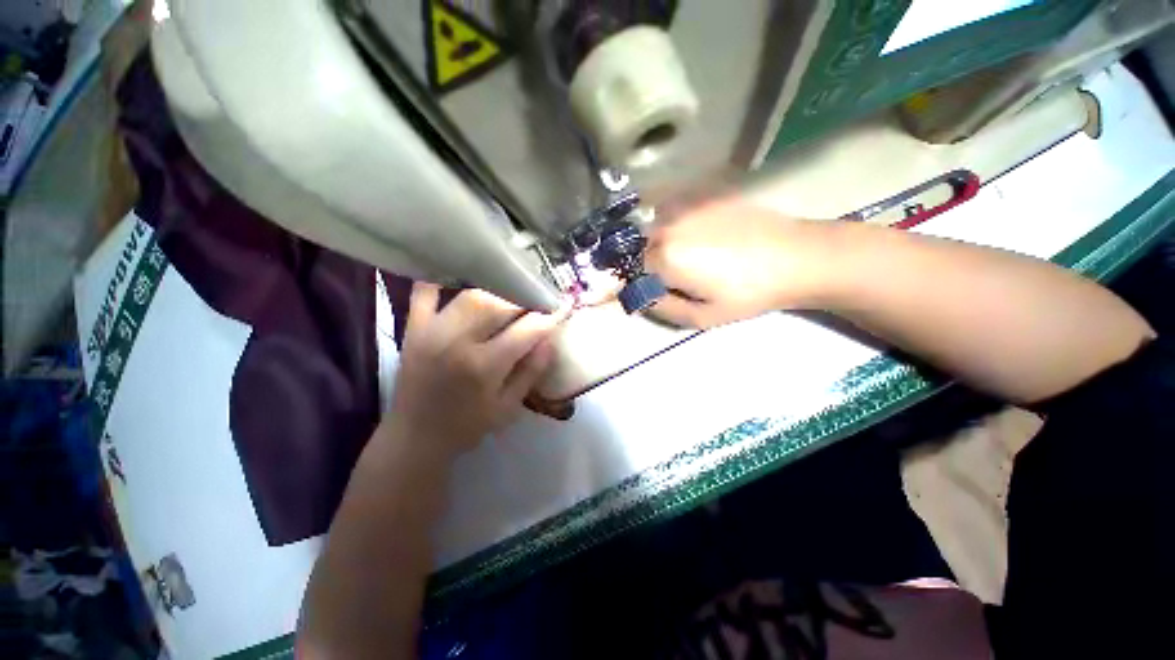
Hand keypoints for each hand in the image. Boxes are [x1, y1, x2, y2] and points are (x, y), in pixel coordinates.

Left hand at [387, 284, 569, 457]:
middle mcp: (457, 343)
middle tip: (537, 300)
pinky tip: (460, 275)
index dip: (549, 316)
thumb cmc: (467, 427)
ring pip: (470, 294)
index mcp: (483, 368)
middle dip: (524, 298)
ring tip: (511, 295)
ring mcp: (431, 332)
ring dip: (497, 290)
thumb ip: (531, 372)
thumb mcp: (508, 408)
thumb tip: (550, 339)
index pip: (526, 330)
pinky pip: (424, 293)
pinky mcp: (413, 329)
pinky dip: (441, 279)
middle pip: (498, 303)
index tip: (562, 308)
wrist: (414, 438)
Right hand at [645, 199, 831, 327]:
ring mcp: (688, 205)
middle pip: (642, 245)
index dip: (642, 282)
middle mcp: (669, 225)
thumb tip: (639, 297)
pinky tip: (700, 234)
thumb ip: (662, 308)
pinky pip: (677, 209)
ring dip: (662, 242)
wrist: (796, 257)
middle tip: (676, 276)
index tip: (658, 290)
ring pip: (658, 226)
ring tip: (690, 256)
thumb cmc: (747, 293)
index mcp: (665, 256)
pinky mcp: (706, 195)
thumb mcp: (702, 317)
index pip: (633, 269)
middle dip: (650, 262)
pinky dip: (677, 222)